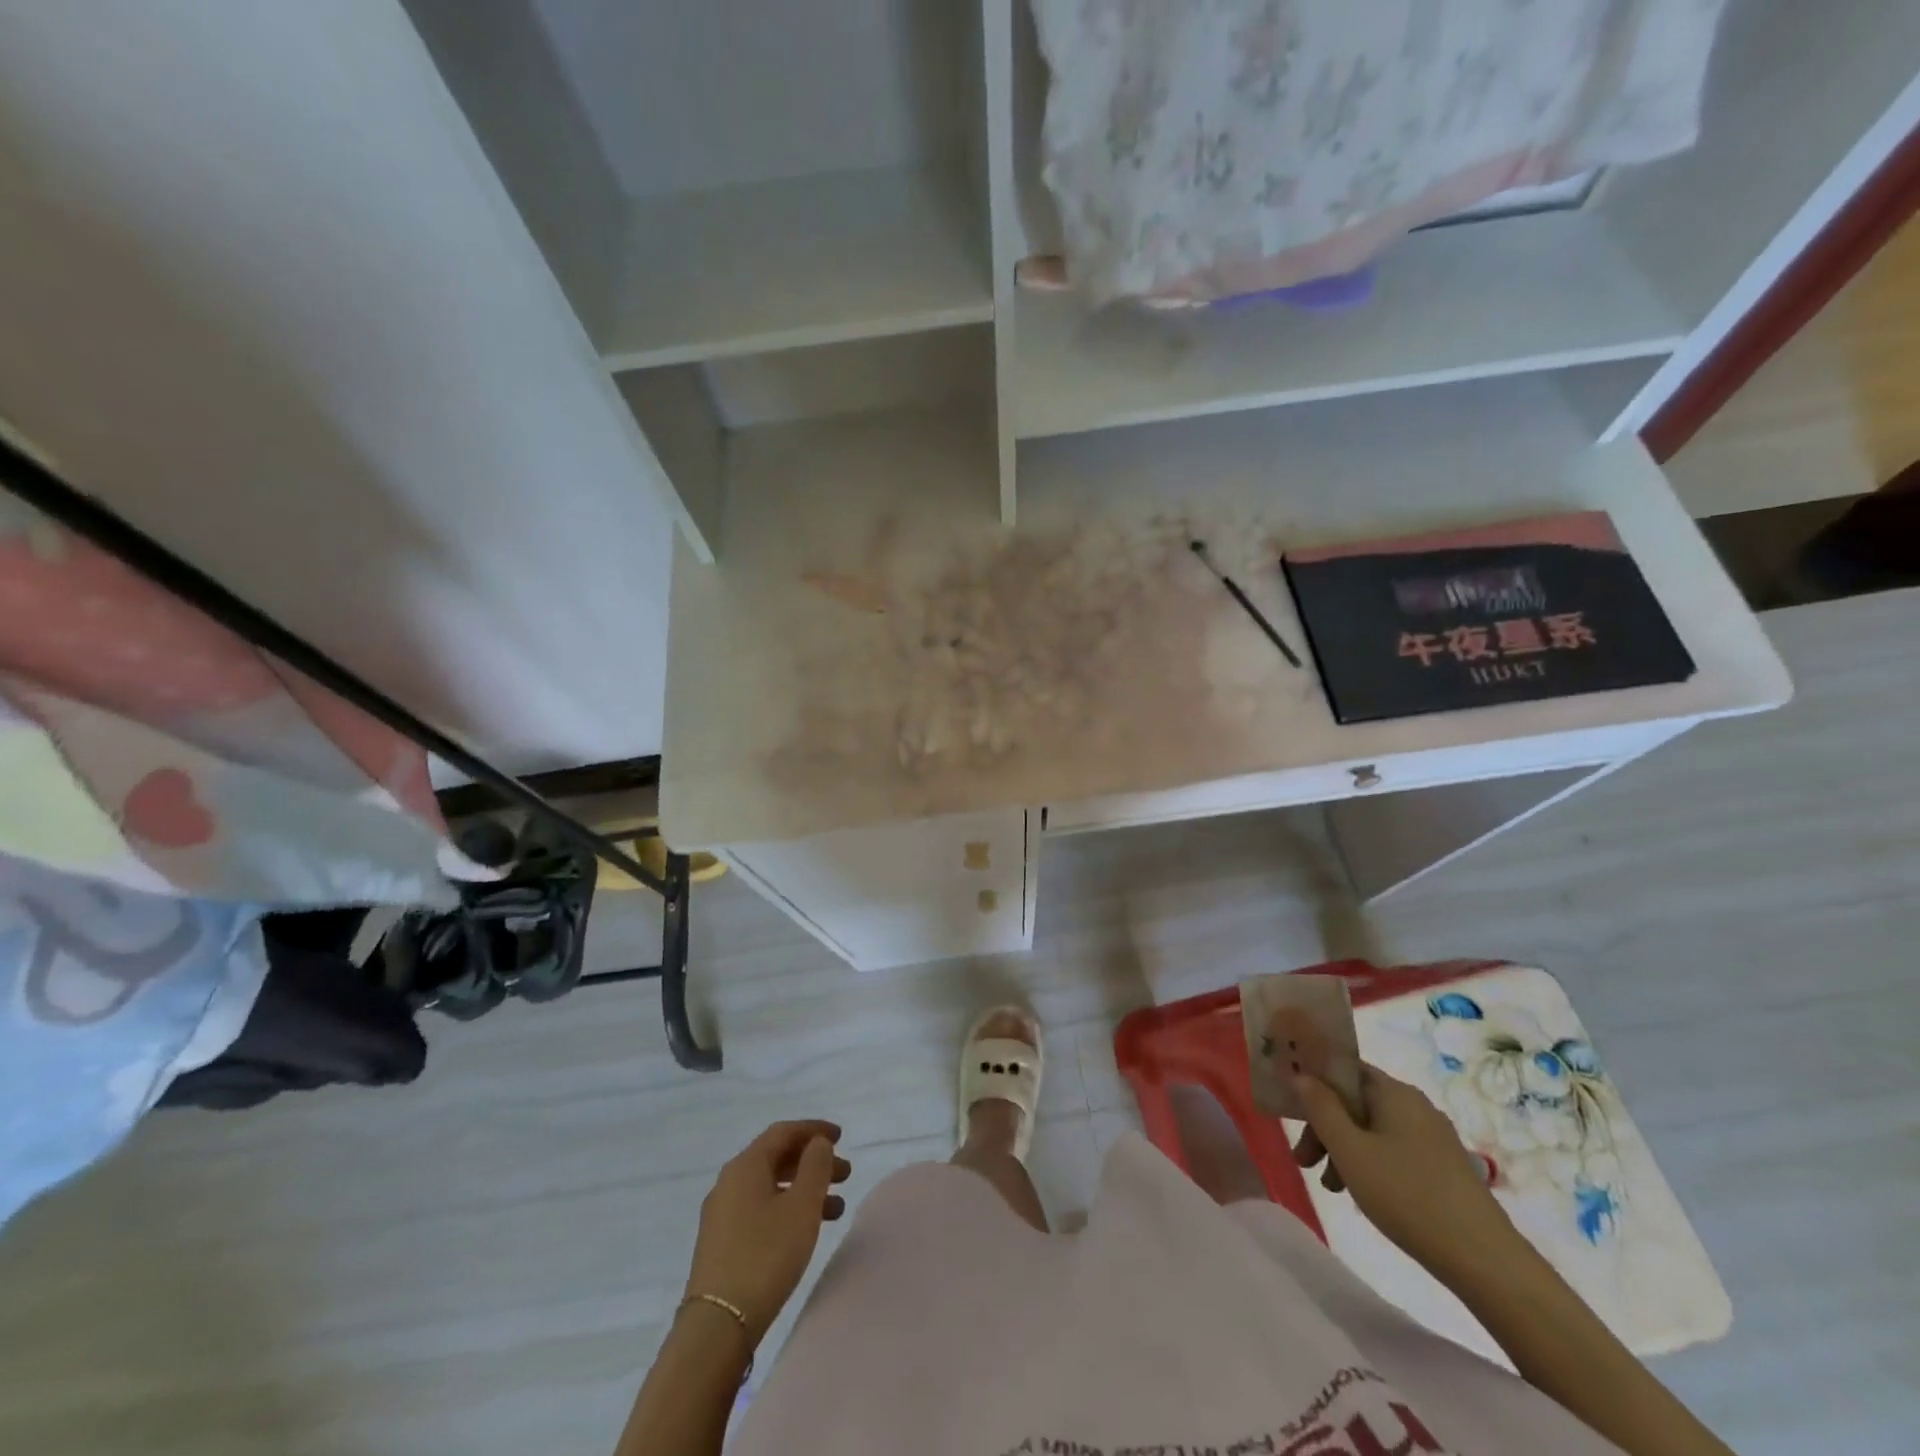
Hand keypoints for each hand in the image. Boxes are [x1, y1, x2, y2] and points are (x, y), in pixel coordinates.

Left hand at [683, 1120, 851, 1344]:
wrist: (717, 1326)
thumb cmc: (765, 1255)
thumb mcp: (802, 1207)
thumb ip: (815, 1167)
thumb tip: (817, 1143)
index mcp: (745, 1166)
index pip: (783, 1132)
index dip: (814, 1129)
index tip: (841, 1137)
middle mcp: (730, 1182)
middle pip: (777, 1158)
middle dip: (813, 1162)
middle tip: (846, 1174)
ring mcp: (722, 1214)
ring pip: (771, 1187)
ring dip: (804, 1189)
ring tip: (837, 1208)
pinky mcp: (722, 1243)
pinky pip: (761, 1209)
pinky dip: (788, 1209)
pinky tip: (806, 1230)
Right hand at [1287, 1059, 1520, 1282]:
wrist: (1487, 1263)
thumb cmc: (1408, 1196)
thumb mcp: (1350, 1151)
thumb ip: (1320, 1108)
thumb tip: (1300, 1075)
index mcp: (1394, 1092)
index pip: (1343, 1069)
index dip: (1312, 1084)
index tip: (1291, 1111)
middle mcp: (1415, 1105)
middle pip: (1355, 1102)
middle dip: (1323, 1126)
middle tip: (1304, 1161)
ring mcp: (1433, 1137)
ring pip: (1371, 1129)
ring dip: (1343, 1150)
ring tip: (1331, 1187)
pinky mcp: (1444, 1167)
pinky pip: (1393, 1150)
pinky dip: (1369, 1164)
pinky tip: (1362, 1194)